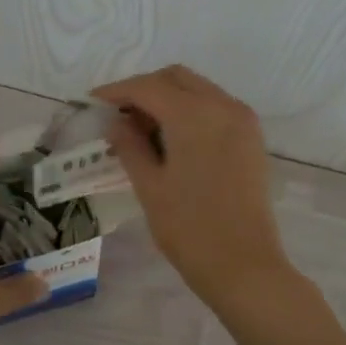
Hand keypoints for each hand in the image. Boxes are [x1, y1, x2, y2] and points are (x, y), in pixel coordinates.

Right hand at [90, 66, 292, 307]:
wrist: (244, 265)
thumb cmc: (189, 228)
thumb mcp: (150, 186)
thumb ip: (130, 146)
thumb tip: (117, 123)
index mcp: (194, 115)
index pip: (148, 87)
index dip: (117, 91)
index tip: (93, 101)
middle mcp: (223, 106)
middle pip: (177, 79)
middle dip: (144, 89)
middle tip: (118, 115)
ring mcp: (243, 121)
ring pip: (199, 91)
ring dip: (169, 100)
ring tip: (142, 130)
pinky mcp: (252, 140)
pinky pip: (216, 109)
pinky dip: (191, 113)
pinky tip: (172, 140)